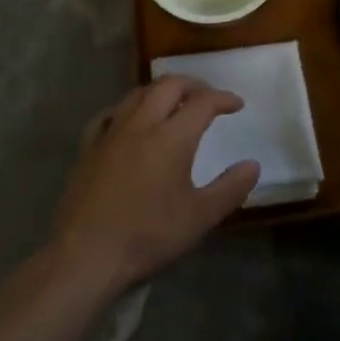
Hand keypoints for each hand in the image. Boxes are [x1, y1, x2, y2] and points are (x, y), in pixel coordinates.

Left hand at [50, 77, 258, 295]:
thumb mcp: (199, 218)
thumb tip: (253, 165)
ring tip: (172, 102)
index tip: (237, 104)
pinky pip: (109, 113)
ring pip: (138, 93)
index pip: (203, 103)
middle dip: (192, 85)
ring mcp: (111, 132)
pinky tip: (128, 119)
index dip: (223, 99)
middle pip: (169, 85)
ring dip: (160, 90)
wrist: (86, 255)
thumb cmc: (148, 236)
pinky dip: (126, 108)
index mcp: (172, 137)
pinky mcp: (89, 147)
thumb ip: (230, 189)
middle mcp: (142, 124)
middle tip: (207, 96)